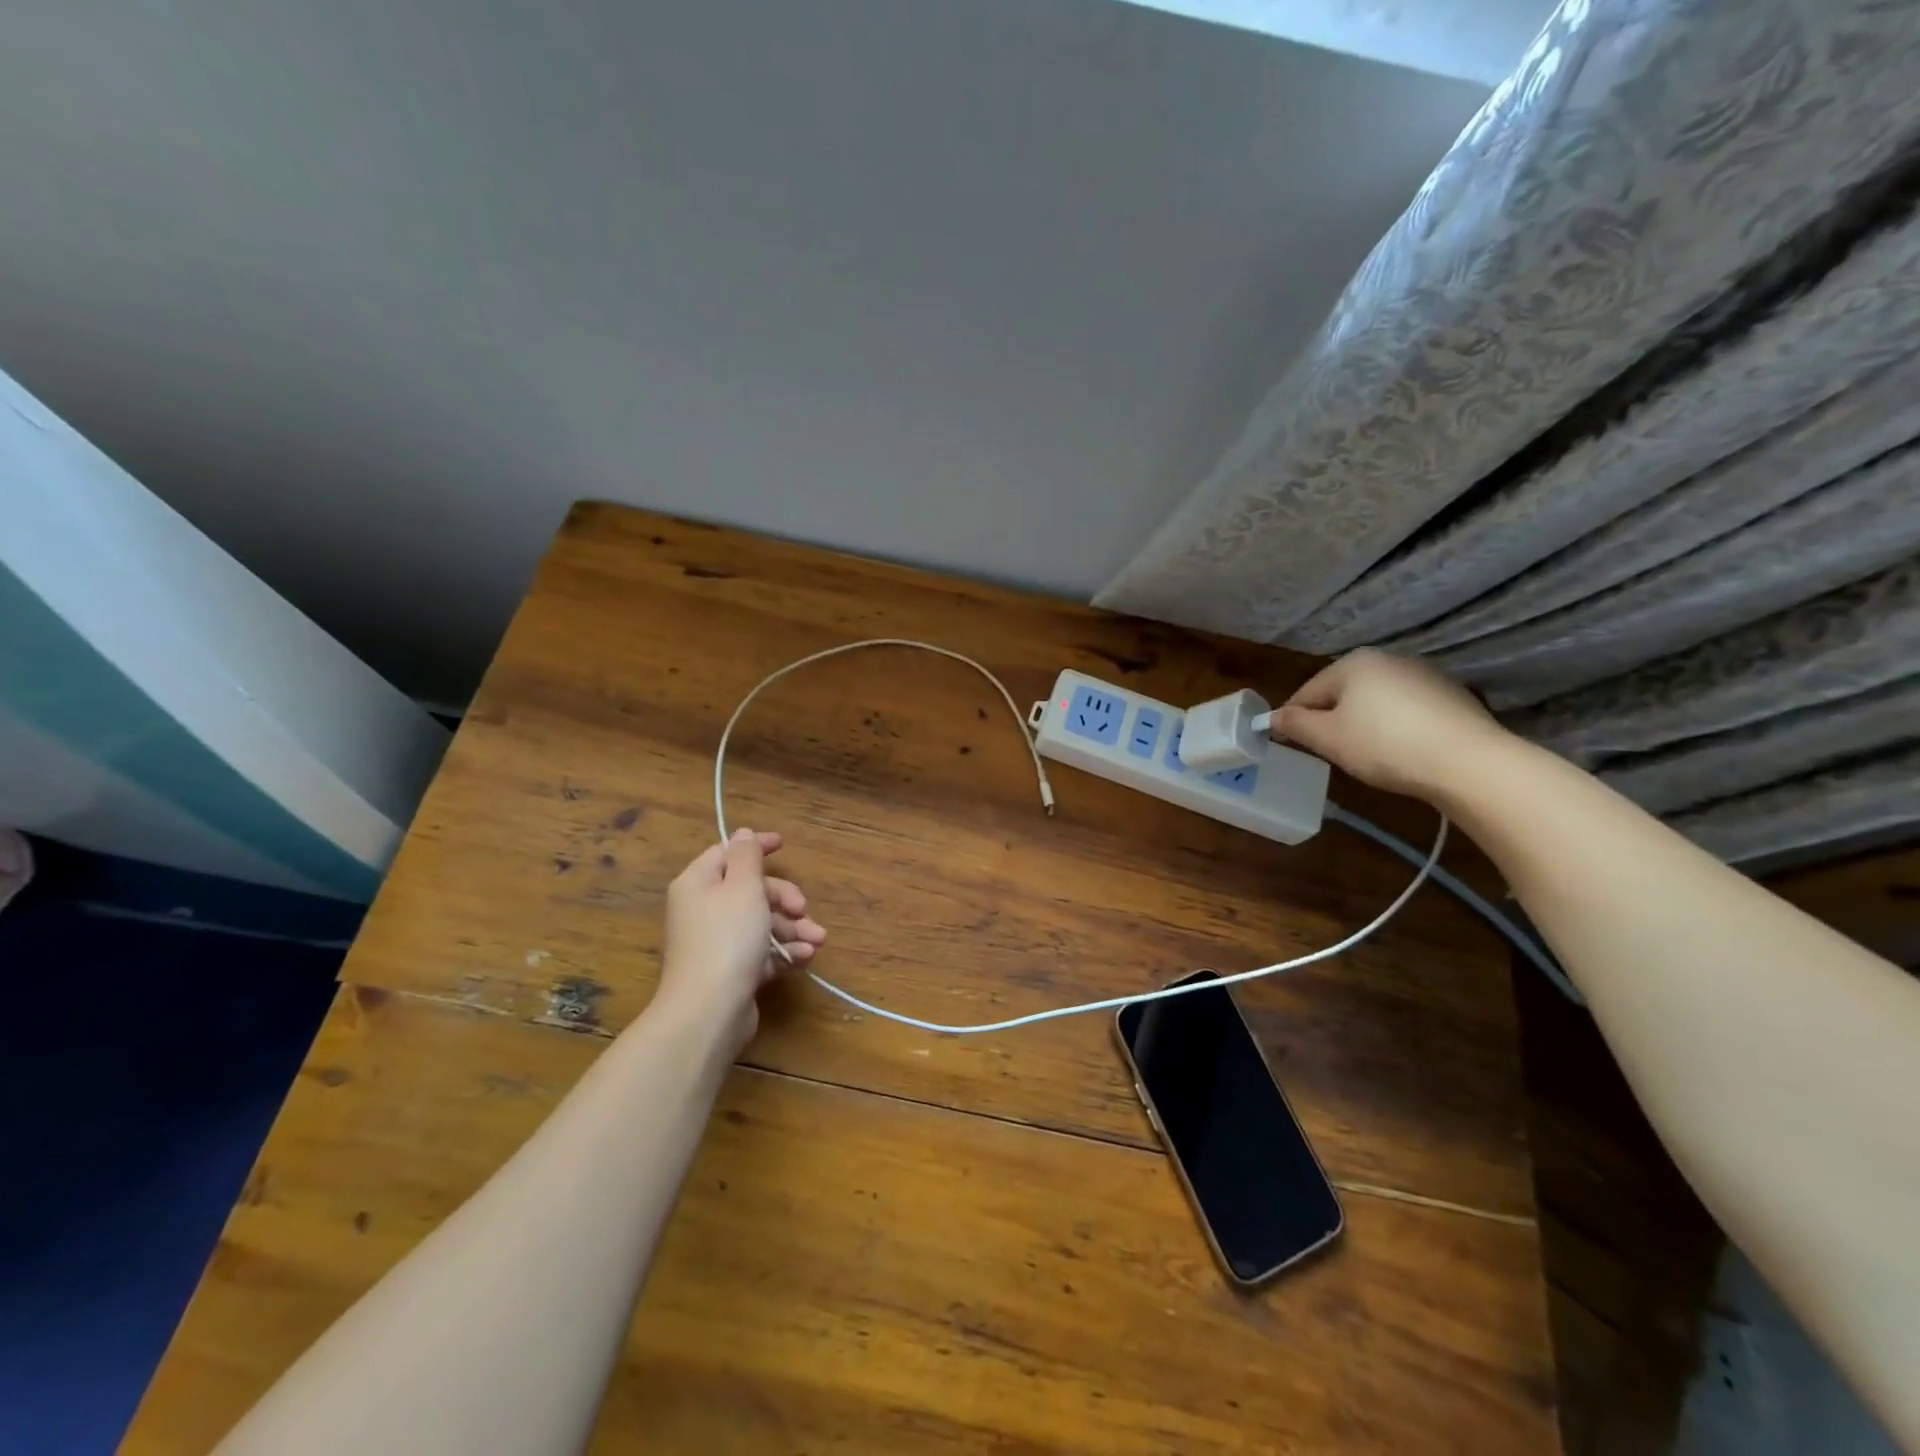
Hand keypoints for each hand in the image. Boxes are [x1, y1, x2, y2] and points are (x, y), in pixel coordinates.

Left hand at [656, 829, 825, 1042]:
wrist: (709, 1011)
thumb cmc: (727, 939)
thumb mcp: (743, 888)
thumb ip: (747, 857)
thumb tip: (742, 834)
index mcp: (698, 884)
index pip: (727, 853)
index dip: (756, 846)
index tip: (784, 844)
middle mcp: (704, 911)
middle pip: (750, 891)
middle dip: (784, 898)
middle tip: (803, 908)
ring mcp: (717, 944)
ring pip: (761, 924)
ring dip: (792, 928)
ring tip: (817, 940)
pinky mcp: (732, 972)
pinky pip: (762, 952)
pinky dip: (785, 952)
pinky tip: (806, 957)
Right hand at [1271, 649, 1510, 803]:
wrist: (1468, 762)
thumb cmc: (1384, 745)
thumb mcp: (1327, 738)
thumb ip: (1294, 724)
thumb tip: (1272, 717)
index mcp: (1353, 662)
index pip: (1307, 691)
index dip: (1292, 719)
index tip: (1288, 744)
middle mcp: (1388, 659)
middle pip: (1342, 693)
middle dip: (1330, 720)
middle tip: (1328, 753)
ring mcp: (1424, 675)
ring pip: (1374, 701)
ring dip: (1362, 724)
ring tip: (1365, 755)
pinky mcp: (1451, 696)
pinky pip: (1405, 711)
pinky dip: (1394, 727)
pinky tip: (1399, 751)